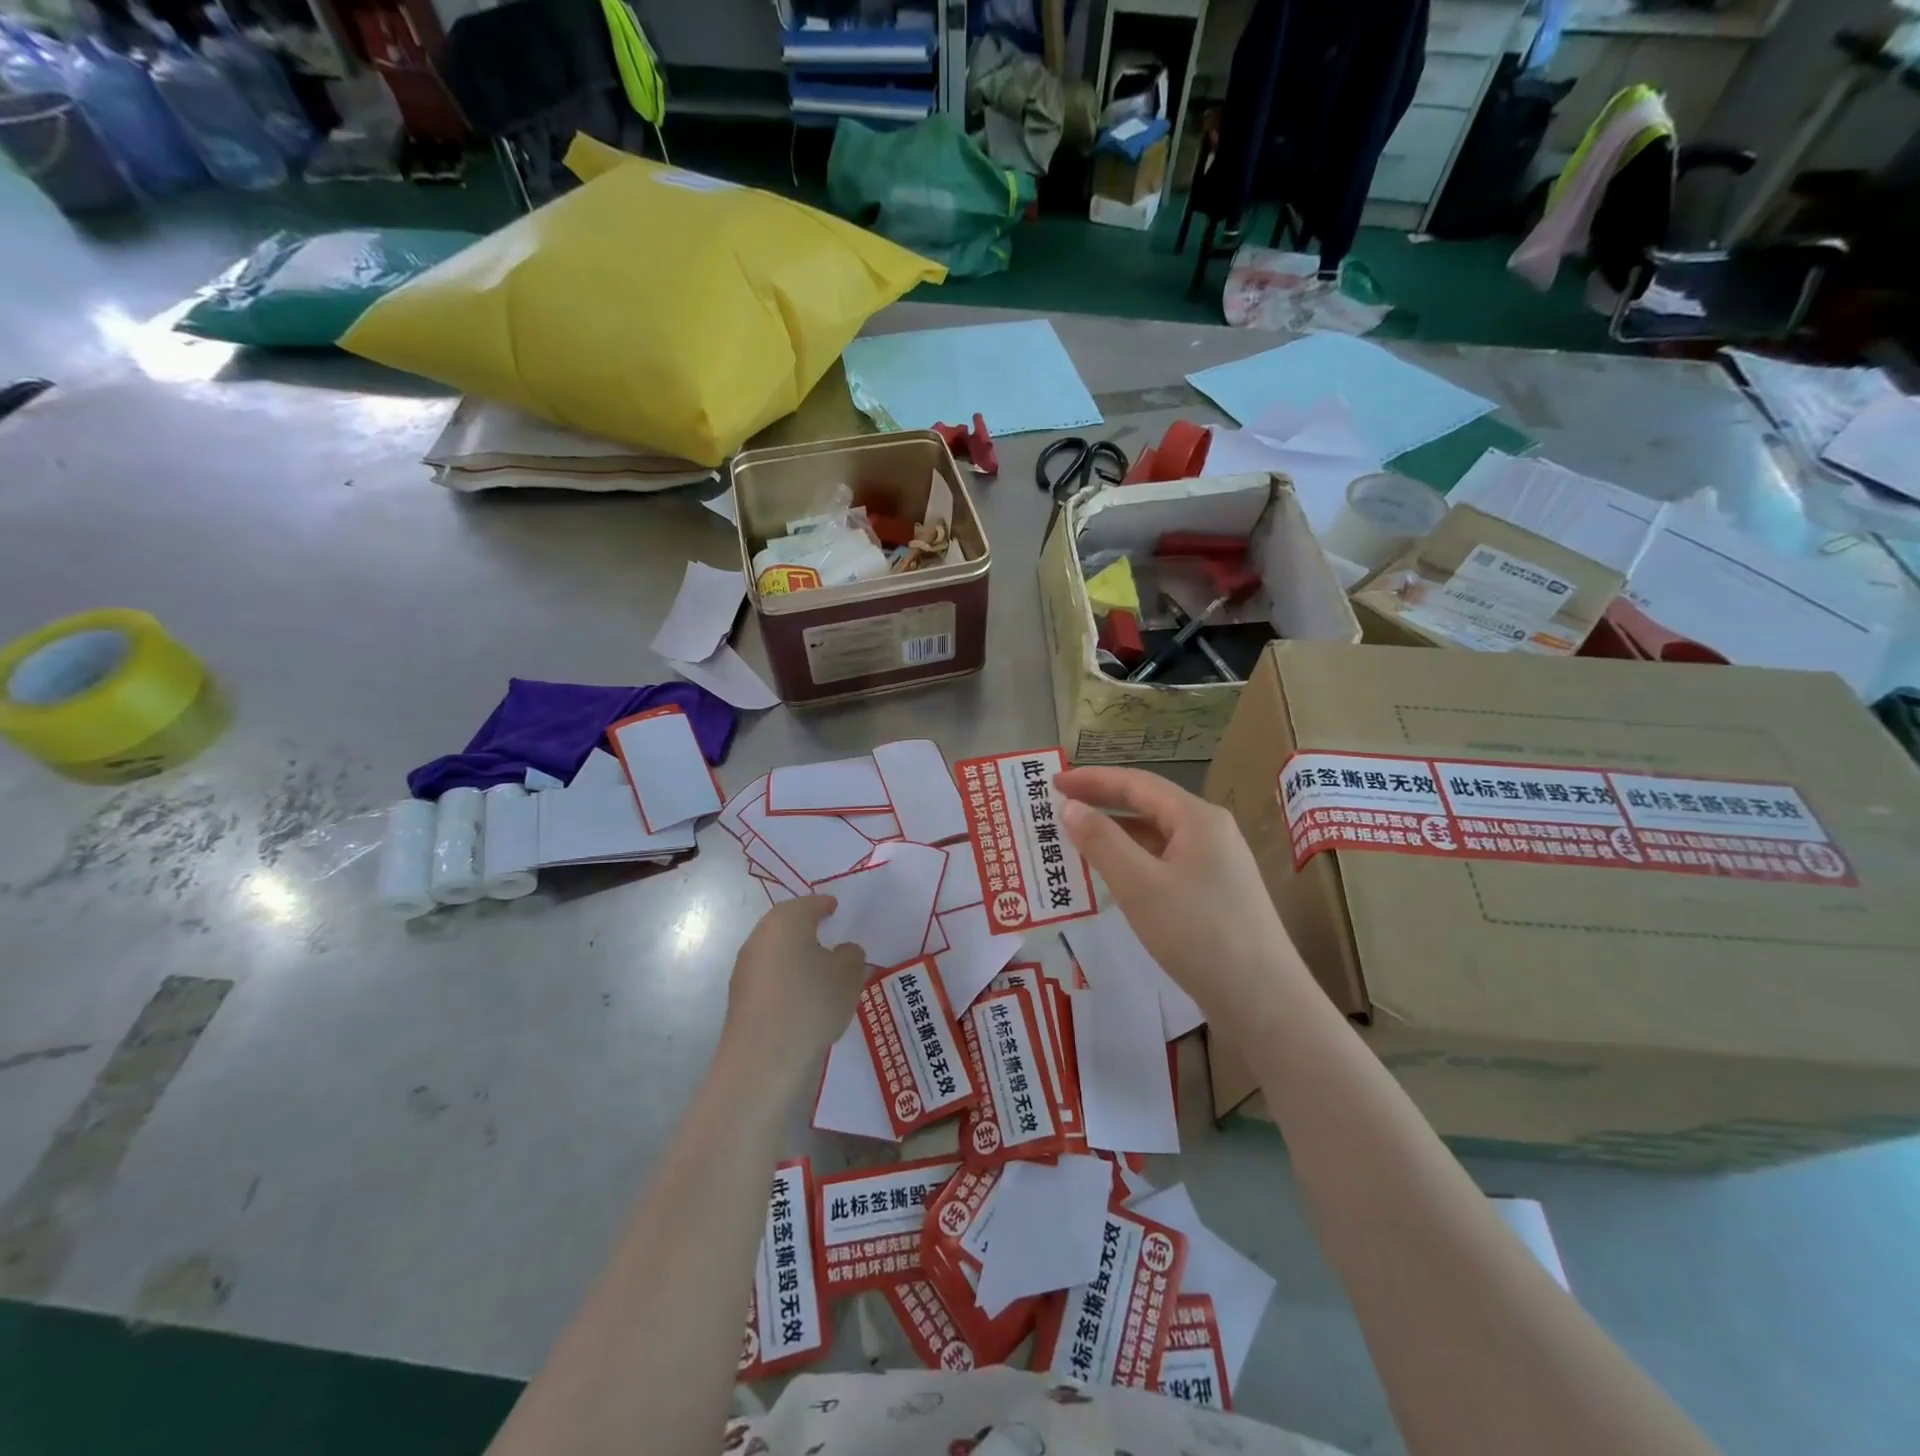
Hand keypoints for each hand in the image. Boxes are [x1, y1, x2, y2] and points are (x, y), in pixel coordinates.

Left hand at [721, 896, 866, 1090]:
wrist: (765, 1059)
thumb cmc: (812, 1003)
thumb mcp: (848, 975)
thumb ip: (851, 955)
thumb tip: (844, 951)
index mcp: (786, 921)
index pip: (808, 904)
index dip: (824, 905)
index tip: (835, 909)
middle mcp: (760, 937)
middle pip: (785, 924)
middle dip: (805, 927)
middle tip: (827, 932)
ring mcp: (746, 969)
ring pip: (775, 951)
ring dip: (794, 954)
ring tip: (819, 968)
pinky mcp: (741, 998)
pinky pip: (769, 976)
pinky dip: (785, 977)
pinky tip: (802, 994)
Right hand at [1055, 766, 1313, 1027]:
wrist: (1264, 1001)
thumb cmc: (1199, 934)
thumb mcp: (1140, 886)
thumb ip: (1102, 841)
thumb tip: (1070, 806)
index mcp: (1197, 818)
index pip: (1137, 783)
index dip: (1092, 779)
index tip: (1052, 782)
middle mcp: (1210, 831)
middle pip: (1148, 805)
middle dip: (1102, 803)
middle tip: (1057, 808)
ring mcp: (1216, 863)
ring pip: (1156, 836)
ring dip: (1115, 834)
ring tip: (1075, 841)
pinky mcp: (1215, 893)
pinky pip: (1165, 863)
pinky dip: (1133, 861)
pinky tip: (1112, 876)